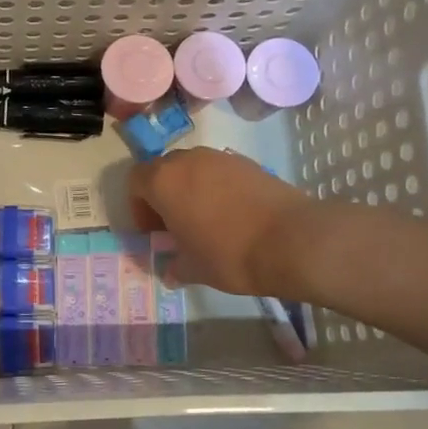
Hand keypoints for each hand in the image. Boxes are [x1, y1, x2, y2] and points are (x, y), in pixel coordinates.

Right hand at [128, 147, 320, 298]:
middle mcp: (188, 160)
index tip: (153, 231)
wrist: (292, 240)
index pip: (135, 181)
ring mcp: (221, 158)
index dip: (138, 206)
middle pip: (164, 170)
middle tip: (175, 225)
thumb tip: (171, 271)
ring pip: (194, 169)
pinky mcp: (249, 162)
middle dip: (164, 195)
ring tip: (205, 220)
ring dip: (191, 189)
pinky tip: (232, 216)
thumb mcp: (194, 269)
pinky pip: (220, 172)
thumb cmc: (228, 254)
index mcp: (164, 181)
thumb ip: (175, 265)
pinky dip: (218, 188)